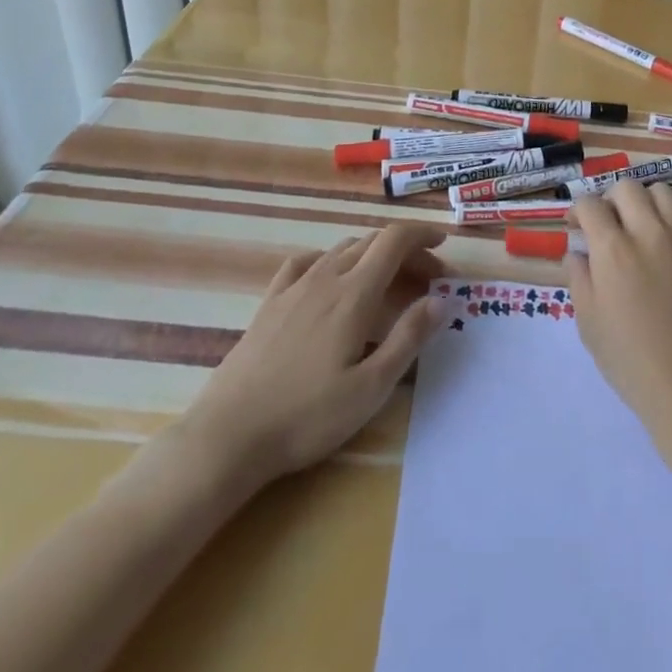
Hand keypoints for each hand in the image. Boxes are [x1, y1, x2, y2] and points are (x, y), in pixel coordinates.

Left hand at [173, 222, 447, 496]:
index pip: (394, 241)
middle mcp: (325, 278)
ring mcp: (293, 288)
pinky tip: (331, 278)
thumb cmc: (306, 417)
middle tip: (429, 279)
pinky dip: (331, 260)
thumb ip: (408, 338)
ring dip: (373, 255)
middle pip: (372, 243)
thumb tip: (441, 300)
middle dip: (406, 252)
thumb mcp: (370, 387)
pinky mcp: (269, 304)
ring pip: (342, 250)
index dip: (422, 235)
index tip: (443, 246)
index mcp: (354, 294)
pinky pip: (306, 263)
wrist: (228, 436)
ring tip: (388, 283)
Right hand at [567, 182, 671, 433]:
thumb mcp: (588, 321)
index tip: (576, 228)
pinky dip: (668, 221)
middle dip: (609, 200)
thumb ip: (579, 277)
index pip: (590, 204)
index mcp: (613, 248)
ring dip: (642, 202)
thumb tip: (577, 253)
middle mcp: (648, 232)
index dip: (578, 211)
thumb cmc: (629, 358)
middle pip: (626, 187)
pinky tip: (662, 247)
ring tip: (636, 227)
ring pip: (660, 193)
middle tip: (605, 225)